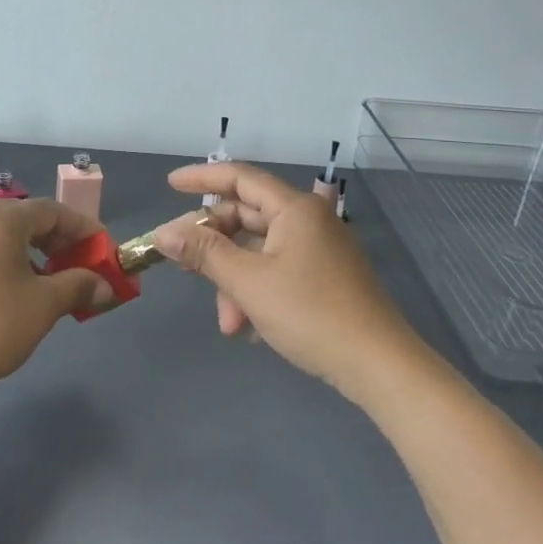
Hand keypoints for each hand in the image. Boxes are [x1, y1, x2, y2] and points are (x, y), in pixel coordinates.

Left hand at [0, 198, 116, 406]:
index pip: (52, 210)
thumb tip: (104, 285)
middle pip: (23, 220)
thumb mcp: (42, 307)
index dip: (83, 229)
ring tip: (44, 286)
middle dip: (56, 243)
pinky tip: (4, 296)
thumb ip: (78, 286)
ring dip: (27, 255)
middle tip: (78, 269)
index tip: (103, 251)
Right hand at [154, 162, 417, 398]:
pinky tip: (249, 327)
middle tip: (183, 265)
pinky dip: (257, 291)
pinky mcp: (326, 277)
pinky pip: (278, 270)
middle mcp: (310, 220)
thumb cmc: (310, 314)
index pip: (240, 178)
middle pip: (247, 217)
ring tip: (228, 324)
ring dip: (235, 281)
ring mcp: (321, 249)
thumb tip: (164, 233)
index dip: (202, 178)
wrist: (378, 365)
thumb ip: (204, 253)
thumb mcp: (248, 282)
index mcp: (295, 209)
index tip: (170, 184)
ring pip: (260, 250)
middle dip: (214, 246)